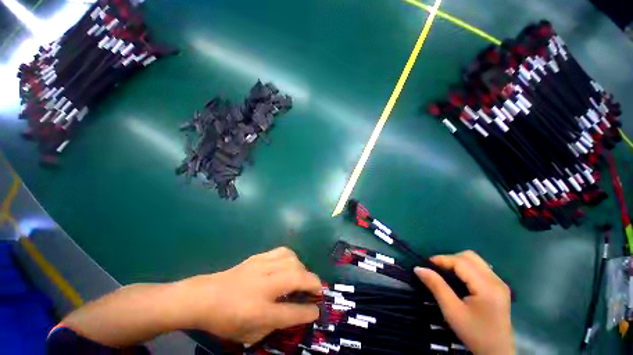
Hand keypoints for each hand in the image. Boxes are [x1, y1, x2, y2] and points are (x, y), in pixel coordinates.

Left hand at [175, 247, 321, 343]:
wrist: (205, 296)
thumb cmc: (226, 319)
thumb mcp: (250, 333)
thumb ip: (275, 324)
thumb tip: (295, 311)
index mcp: (260, 311)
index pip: (292, 312)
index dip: (309, 311)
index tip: (317, 309)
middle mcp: (264, 286)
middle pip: (297, 277)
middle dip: (313, 283)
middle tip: (316, 290)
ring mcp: (262, 267)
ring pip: (292, 260)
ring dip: (302, 269)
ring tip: (301, 277)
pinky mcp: (259, 256)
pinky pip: (283, 251)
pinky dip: (292, 257)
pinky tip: (289, 264)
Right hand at [414, 251, 513, 354]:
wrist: (496, 353)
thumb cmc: (474, 333)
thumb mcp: (452, 311)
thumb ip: (436, 286)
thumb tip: (418, 268)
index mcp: (487, 286)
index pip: (461, 262)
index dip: (442, 259)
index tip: (426, 264)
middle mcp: (496, 280)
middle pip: (470, 257)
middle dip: (450, 259)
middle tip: (436, 270)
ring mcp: (499, 283)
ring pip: (475, 261)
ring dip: (457, 263)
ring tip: (445, 274)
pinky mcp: (499, 287)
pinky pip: (479, 268)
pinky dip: (465, 269)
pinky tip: (459, 280)